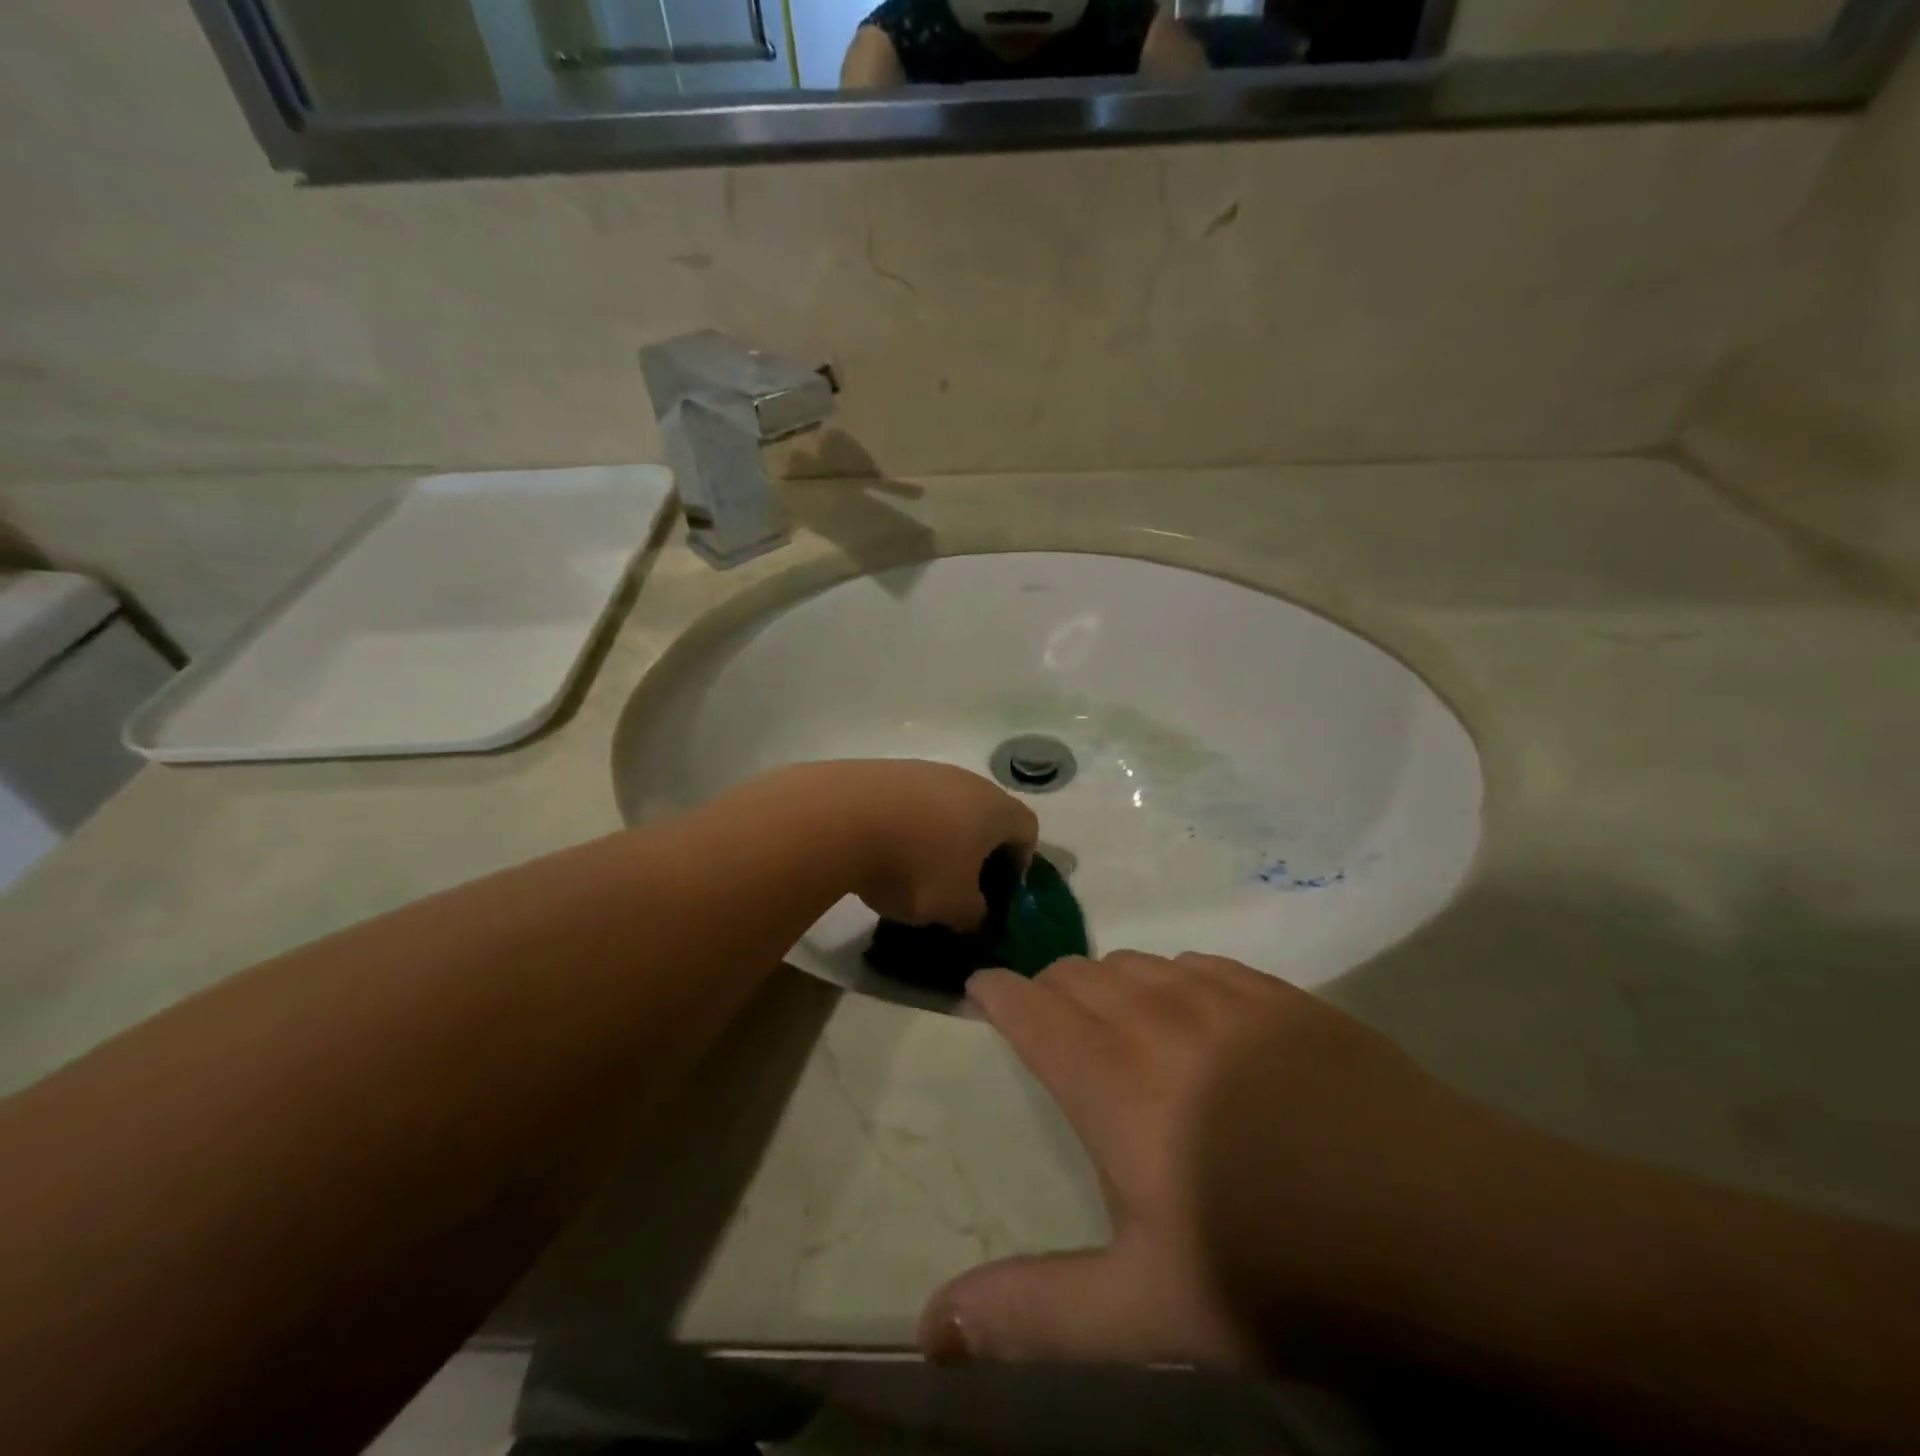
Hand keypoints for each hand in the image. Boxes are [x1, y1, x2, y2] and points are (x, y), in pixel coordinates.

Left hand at [804, 760, 1038, 931]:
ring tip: (915, 869)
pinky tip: (884, 850)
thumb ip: (976, 915)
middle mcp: (966, 780)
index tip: (999, 890)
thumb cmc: (915, 865)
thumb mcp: (954, 908)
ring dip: (940, 835)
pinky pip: (910, 801)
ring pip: (946, 806)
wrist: (840, 818)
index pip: (1028, 829)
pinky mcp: (885, 770)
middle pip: (987, 814)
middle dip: (979, 850)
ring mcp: (923, 770)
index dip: (1021, 862)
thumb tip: (976, 914)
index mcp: (995, 809)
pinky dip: (907, 824)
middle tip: (961, 884)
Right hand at [920, 951, 1532, 1372]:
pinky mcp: (1278, 993)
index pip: (1031, 1007)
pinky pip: (1198, 962)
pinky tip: (1193, 1012)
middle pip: (1077, 973)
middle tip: (1048, 1025)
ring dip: (1108, 982)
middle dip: (1049, 989)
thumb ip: (1034, 1311)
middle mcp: (1154, 1015)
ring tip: (1114, 1019)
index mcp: (1110, 1077)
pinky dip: (1171, 978)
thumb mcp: (1148, 1307)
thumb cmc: (1277, 1264)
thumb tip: (931, 1328)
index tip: (980, 989)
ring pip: (1135, 961)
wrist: (1440, 1220)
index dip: (997, 993)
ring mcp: (1221, 995)